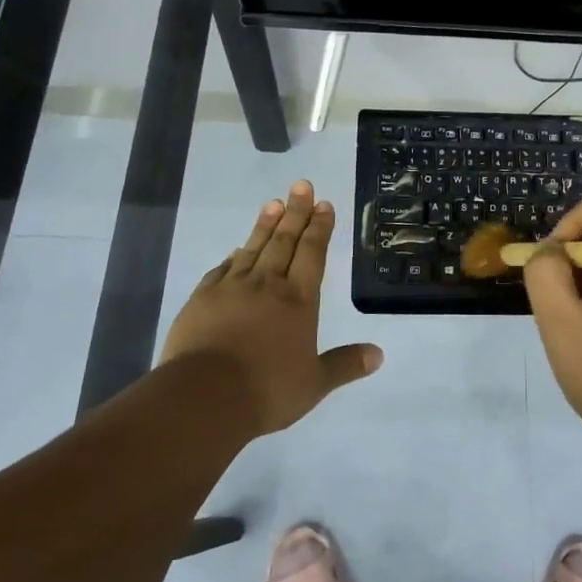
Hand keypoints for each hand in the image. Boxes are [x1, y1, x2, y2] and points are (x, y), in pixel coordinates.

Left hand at [159, 180, 381, 436]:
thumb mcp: (314, 384)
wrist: (204, 396)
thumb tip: (379, 355)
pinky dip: (234, 256)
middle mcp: (267, 285)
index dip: (319, 228)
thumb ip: (345, 365)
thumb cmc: (267, 390)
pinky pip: (222, 269)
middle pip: (284, 241)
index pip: (312, 254)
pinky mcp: (202, 299)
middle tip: (301, 185)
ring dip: (266, 224)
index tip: (324, 204)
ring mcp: (231, 289)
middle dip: (296, 212)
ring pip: (253, 248)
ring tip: (274, 203)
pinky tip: (237, 250)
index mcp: (298, 300)